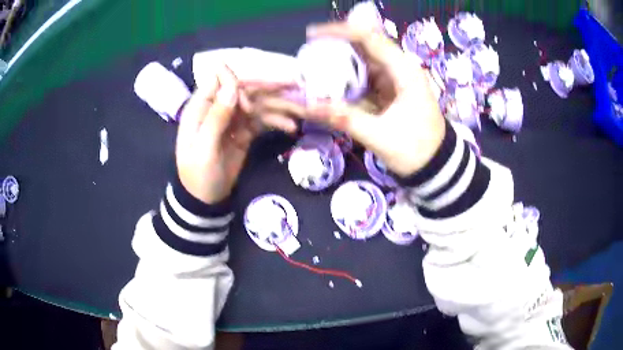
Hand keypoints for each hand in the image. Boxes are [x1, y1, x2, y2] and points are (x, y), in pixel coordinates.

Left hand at [176, 65, 294, 203]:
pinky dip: (276, 122)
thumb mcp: (203, 150)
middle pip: (245, 90)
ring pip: (257, 105)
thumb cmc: (198, 175)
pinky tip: (291, 127)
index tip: (253, 102)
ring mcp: (233, 120)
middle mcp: (218, 108)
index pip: (220, 82)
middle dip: (269, 88)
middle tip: (295, 85)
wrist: (206, 199)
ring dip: (279, 106)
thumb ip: (216, 118)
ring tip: (301, 112)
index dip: (239, 85)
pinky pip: (262, 121)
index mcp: (201, 108)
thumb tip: (233, 86)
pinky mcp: (244, 132)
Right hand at [253, 22, 445, 176]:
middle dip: (335, 48)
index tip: (312, 35)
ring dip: (338, 65)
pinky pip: (364, 78)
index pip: (369, 38)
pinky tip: (329, 86)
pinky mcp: (389, 91)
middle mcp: (399, 69)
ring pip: (362, 62)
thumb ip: (344, 119)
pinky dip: (346, 81)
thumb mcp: (380, 136)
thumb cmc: (416, 150)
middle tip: (308, 56)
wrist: (436, 165)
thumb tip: (308, 107)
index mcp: (404, 72)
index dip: (339, 32)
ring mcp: (394, 79)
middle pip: (363, 47)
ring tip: (312, 71)